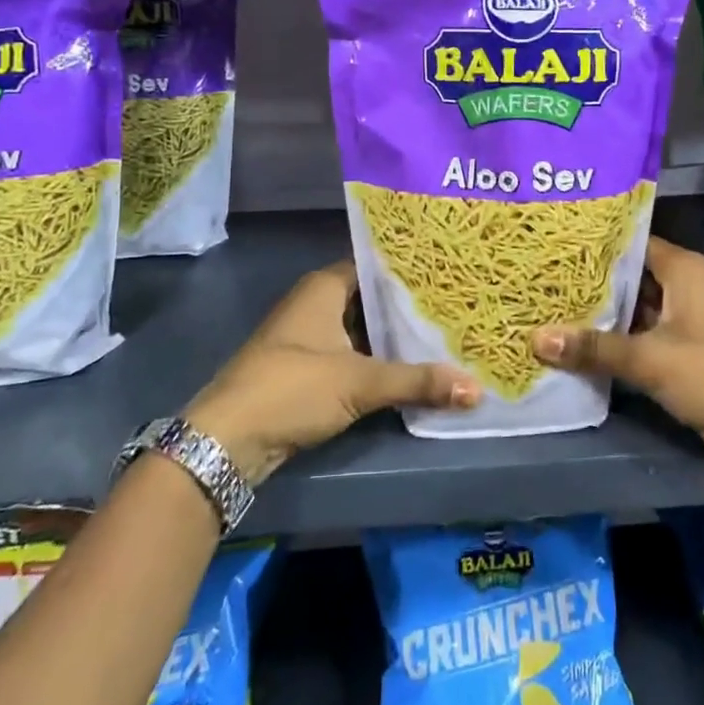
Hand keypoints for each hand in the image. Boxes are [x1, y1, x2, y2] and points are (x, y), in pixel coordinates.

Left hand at [184, 262, 479, 483]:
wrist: (228, 441)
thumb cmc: (292, 388)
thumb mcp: (360, 382)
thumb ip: (417, 382)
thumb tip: (475, 389)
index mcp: (323, 288)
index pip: (374, 264)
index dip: (408, 267)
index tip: (448, 269)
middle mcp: (316, 304)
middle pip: (371, 297)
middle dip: (408, 304)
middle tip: (456, 302)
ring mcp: (310, 338)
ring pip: (363, 328)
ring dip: (394, 335)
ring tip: (445, 331)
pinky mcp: (308, 370)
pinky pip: (354, 354)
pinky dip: (378, 359)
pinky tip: (412, 366)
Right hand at [533, 237, 703, 492]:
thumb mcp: (650, 359)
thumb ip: (594, 347)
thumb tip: (536, 338)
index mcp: (682, 269)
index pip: (628, 241)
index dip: (591, 244)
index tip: (551, 245)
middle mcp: (683, 286)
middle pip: (627, 276)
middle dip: (588, 282)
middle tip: (539, 279)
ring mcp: (683, 320)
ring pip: (632, 308)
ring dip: (599, 315)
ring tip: (546, 308)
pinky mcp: (682, 352)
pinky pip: (640, 337)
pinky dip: (614, 341)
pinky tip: (576, 345)